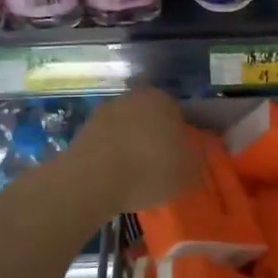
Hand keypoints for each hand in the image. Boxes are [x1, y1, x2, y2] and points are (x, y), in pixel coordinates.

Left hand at [68, 87, 202, 213]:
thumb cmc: (150, 170)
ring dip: (129, 142)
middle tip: (157, 162)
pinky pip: (106, 140)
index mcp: (163, 100)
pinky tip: (114, 174)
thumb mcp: (188, 173)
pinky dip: (110, 153)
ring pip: (125, 126)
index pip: (176, 113)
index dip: (178, 135)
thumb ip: (194, 161)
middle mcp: (133, 97)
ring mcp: (105, 111)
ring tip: (133, 172)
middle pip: (149, 116)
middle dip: (152, 134)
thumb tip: (191, 157)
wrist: (94, 180)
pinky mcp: (83, 129)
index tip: (177, 155)